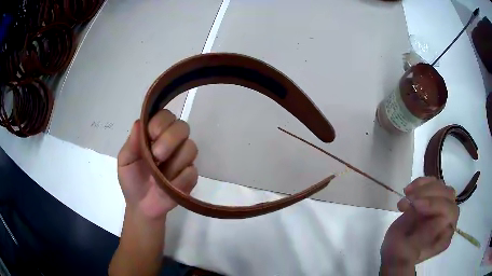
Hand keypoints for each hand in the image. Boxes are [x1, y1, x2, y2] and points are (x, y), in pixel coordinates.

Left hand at [117, 109, 198, 219]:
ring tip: (161, 176)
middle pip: (183, 127)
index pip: (166, 116)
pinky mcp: (191, 177)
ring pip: (190, 148)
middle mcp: (172, 143)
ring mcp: (184, 159)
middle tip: (156, 155)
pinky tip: (169, 186)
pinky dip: (179, 180)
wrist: (142, 207)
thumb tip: (139, 122)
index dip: (161, 122)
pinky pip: (192, 172)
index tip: (151, 135)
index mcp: (155, 136)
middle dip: (170, 140)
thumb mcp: (125, 161)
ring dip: (174, 162)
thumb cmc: (131, 180)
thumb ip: (132, 143)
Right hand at [380, 177, 458, 273]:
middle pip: (448, 195)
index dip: (436, 205)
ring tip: (406, 194)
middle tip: (409, 197)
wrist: (393, 250)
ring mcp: (442, 207)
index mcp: (445, 236)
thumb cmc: (399, 254)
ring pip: (441, 186)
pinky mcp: (434, 199)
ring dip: (423, 187)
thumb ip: (426, 238)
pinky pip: (432, 183)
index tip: (415, 205)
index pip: (450, 212)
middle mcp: (448, 220)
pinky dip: (420, 183)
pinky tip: (408, 190)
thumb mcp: (409, 250)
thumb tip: (441, 220)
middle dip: (429, 192)